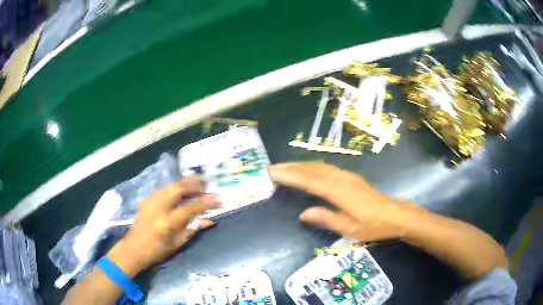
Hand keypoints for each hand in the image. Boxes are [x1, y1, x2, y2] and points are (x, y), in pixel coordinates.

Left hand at [107, 177, 219, 276]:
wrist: (133, 249)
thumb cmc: (157, 251)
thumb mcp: (177, 244)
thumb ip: (193, 229)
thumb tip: (210, 220)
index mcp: (167, 223)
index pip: (191, 207)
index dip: (206, 202)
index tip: (218, 199)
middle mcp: (158, 207)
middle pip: (178, 188)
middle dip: (194, 183)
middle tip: (207, 182)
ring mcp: (150, 201)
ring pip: (170, 185)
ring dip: (185, 182)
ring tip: (197, 181)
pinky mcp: (146, 199)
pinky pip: (164, 188)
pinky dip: (175, 186)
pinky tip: (181, 189)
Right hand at [268, 162, 411, 241]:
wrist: (395, 215)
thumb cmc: (373, 226)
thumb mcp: (349, 228)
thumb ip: (326, 219)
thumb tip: (303, 214)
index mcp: (339, 192)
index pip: (309, 181)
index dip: (290, 176)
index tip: (273, 172)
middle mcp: (341, 179)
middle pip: (312, 170)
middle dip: (291, 167)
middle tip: (272, 167)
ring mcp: (347, 176)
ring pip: (320, 166)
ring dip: (301, 165)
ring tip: (285, 167)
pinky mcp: (351, 177)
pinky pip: (327, 168)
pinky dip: (313, 166)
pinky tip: (308, 169)